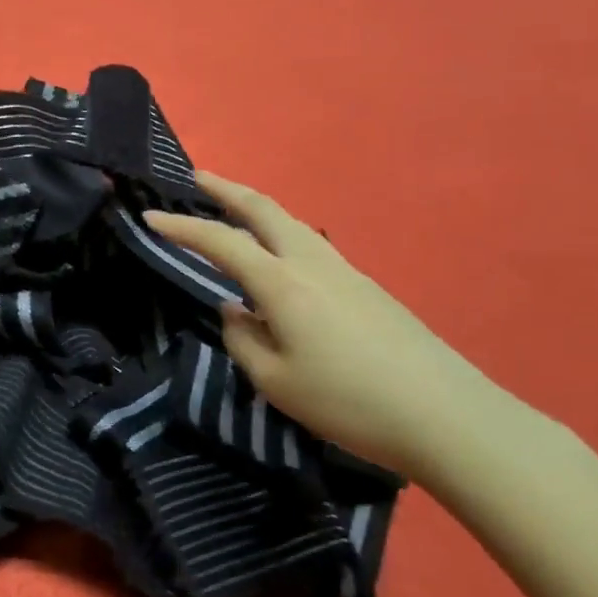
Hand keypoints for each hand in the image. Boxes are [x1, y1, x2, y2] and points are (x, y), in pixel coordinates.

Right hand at [144, 173, 504, 475]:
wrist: (449, 417)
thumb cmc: (350, 403)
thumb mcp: (277, 382)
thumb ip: (244, 340)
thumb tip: (235, 311)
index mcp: (283, 283)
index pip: (220, 242)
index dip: (181, 227)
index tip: (149, 217)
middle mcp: (313, 263)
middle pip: (264, 209)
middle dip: (226, 189)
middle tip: (197, 178)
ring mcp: (346, 272)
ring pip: (292, 224)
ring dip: (256, 210)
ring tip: (233, 214)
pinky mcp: (368, 289)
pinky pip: (311, 247)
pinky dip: (281, 237)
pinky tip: (279, 264)